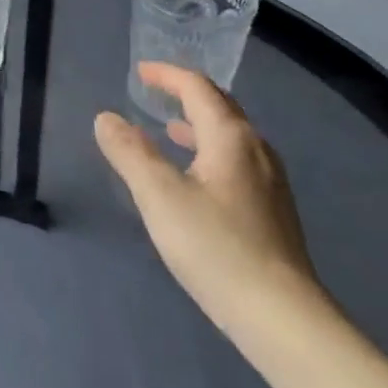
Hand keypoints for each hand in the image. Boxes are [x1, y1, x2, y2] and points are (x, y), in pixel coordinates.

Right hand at [94, 62, 317, 332]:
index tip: (141, 72)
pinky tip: (197, 179)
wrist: (280, 315)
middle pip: (221, 107)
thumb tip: (106, 117)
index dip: (168, 76)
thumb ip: (130, 153)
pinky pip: (236, 162)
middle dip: (186, 95)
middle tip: (154, 93)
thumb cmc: (215, 246)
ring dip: (198, 125)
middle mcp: (256, 150)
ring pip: (231, 137)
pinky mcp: (272, 211)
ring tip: (170, 131)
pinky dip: (209, 152)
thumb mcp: (159, 196)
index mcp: (231, 138)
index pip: (199, 89)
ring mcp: (270, 182)